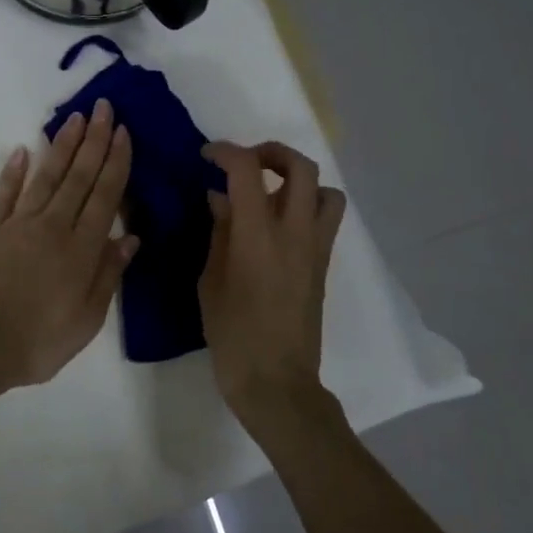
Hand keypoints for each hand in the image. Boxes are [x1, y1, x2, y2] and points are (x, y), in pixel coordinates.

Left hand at [0, 101, 137, 398]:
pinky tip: (21, 150)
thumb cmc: (38, 340)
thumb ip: (108, 274)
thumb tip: (130, 238)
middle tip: (103, 108)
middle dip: (94, 140)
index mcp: (82, 249)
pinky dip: (13, 172)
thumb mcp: (87, 319)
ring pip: (46, 177)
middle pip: (79, 177)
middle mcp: (54, 226)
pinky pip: (3, 194)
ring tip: (74, 118)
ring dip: (61, 146)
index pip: (105, 196)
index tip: (123, 132)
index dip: (116, 162)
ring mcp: (18, 224)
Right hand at [199, 141, 347, 437]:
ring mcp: (315, 248)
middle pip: (300, 166)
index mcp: (258, 235)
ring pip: (325, 190)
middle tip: (245, 163)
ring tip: (271, 191)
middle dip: (271, 152)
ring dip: (298, 179)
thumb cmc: (232, 334)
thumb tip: (220, 199)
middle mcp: (295, 232)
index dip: (226, 152)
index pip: (247, 169)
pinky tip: (279, 224)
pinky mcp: (323, 264)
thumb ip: (219, 233)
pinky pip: (325, 219)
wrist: (276, 380)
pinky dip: (306, 206)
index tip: (207, 156)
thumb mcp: (210, 280)